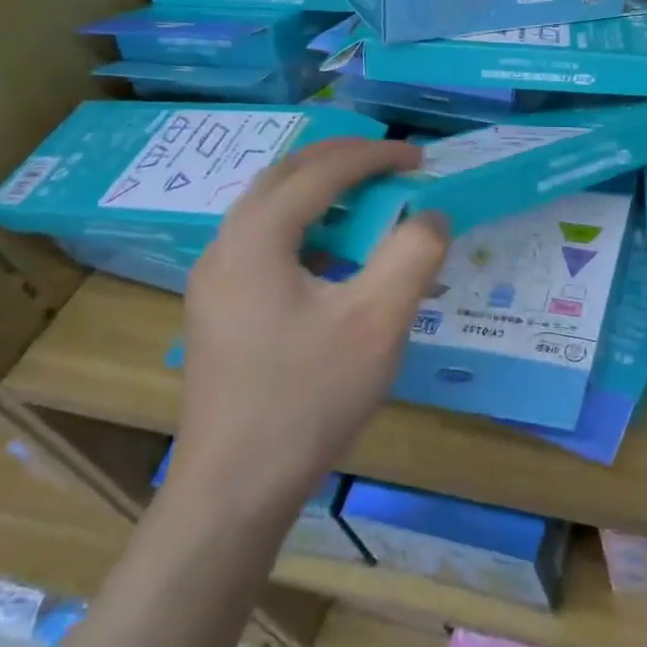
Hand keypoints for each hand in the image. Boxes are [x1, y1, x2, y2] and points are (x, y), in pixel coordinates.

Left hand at [172, 138, 448, 508]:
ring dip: (320, 190)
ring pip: (269, 208)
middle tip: (391, 162)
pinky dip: (306, 226)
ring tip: (368, 196)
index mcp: (256, 239)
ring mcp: (215, 281)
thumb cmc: (308, 398)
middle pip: (285, 177)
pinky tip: (336, 255)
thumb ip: (413, 254)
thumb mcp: (378, 321)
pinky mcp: (219, 310)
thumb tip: (431, 216)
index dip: (375, 156)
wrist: (234, 491)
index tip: (420, 157)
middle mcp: (225, 247)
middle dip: (342, 159)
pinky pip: (264, 242)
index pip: (321, 172)